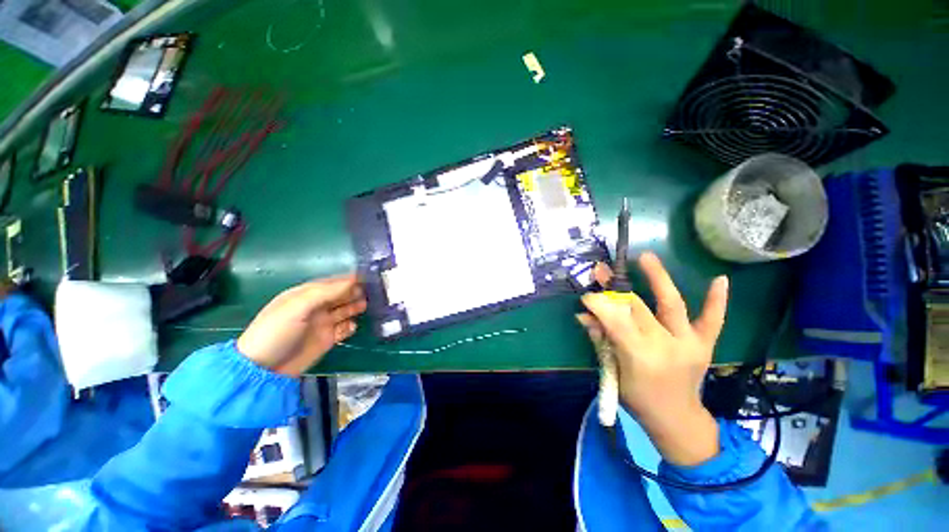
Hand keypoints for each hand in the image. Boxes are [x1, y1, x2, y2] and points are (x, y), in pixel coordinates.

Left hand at [237, 274, 366, 376]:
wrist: (264, 370)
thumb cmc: (277, 331)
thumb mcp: (297, 307)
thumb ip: (325, 292)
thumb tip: (352, 281)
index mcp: (306, 295)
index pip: (332, 283)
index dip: (348, 279)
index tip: (368, 276)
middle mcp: (317, 307)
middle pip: (341, 295)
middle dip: (356, 291)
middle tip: (374, 290)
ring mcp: (323, 323)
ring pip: (345, 310)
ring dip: (356, 306)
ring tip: (368, 305)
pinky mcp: (327, 339)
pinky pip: (344, 329)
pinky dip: (351, 326)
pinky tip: (353, 326)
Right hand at [577, 252, 727, 465]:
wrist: (677, 419)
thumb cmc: (638, 399)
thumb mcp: (612, 371)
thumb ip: (600, 339)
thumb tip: (583, 315)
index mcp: (639, 357)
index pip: (615, 320)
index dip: (599, 304)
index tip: (586, 294)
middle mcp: (666, 346)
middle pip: (637, 308)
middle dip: (615, 288)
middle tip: (601, 271)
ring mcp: (689, 344)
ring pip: (671, 304)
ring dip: (658, 279)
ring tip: (646, 257)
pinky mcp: (704, 345)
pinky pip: (712, 320)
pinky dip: (716, 301)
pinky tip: (720, 279)